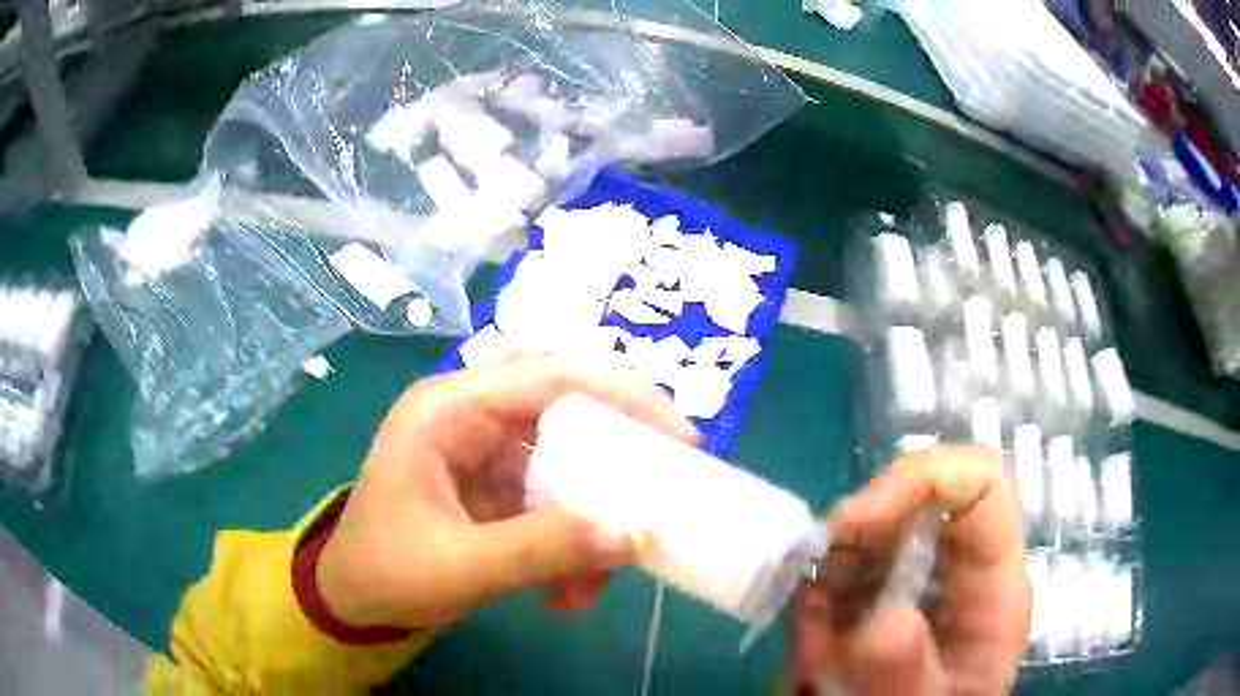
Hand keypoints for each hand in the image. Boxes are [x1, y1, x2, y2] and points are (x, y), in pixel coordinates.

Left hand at [317, 355, 698, 628]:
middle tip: (673, 480)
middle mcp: (468, 416)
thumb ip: (547, 550)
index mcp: (447, 409)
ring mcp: (483, 451)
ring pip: (565, 462)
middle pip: (565, 407)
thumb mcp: (463, 567)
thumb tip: (638, 534)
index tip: (681, 436)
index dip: (622, 396)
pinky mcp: (493, 487)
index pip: (547, 375)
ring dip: (592, 517)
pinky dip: (571, 542)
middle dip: (621, 448)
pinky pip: (551, 500)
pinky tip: (565, 595)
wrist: (352, 602)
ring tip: (597, 581)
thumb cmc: (386, 572)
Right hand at [798, 445, 1029, 694]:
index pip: (979, 486)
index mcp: (992, 584)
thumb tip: (881, 620)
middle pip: (915, 503)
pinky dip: (815, 600)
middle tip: (810, 583)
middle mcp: (958, 572)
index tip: (854, 523)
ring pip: (871, 536)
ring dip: (827, 574)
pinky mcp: (881, 604)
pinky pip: (843, 574)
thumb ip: (907, 672)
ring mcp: (917, 586)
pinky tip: (813, 647)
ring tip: (813, 639)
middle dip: (856, 531)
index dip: (921, 480)